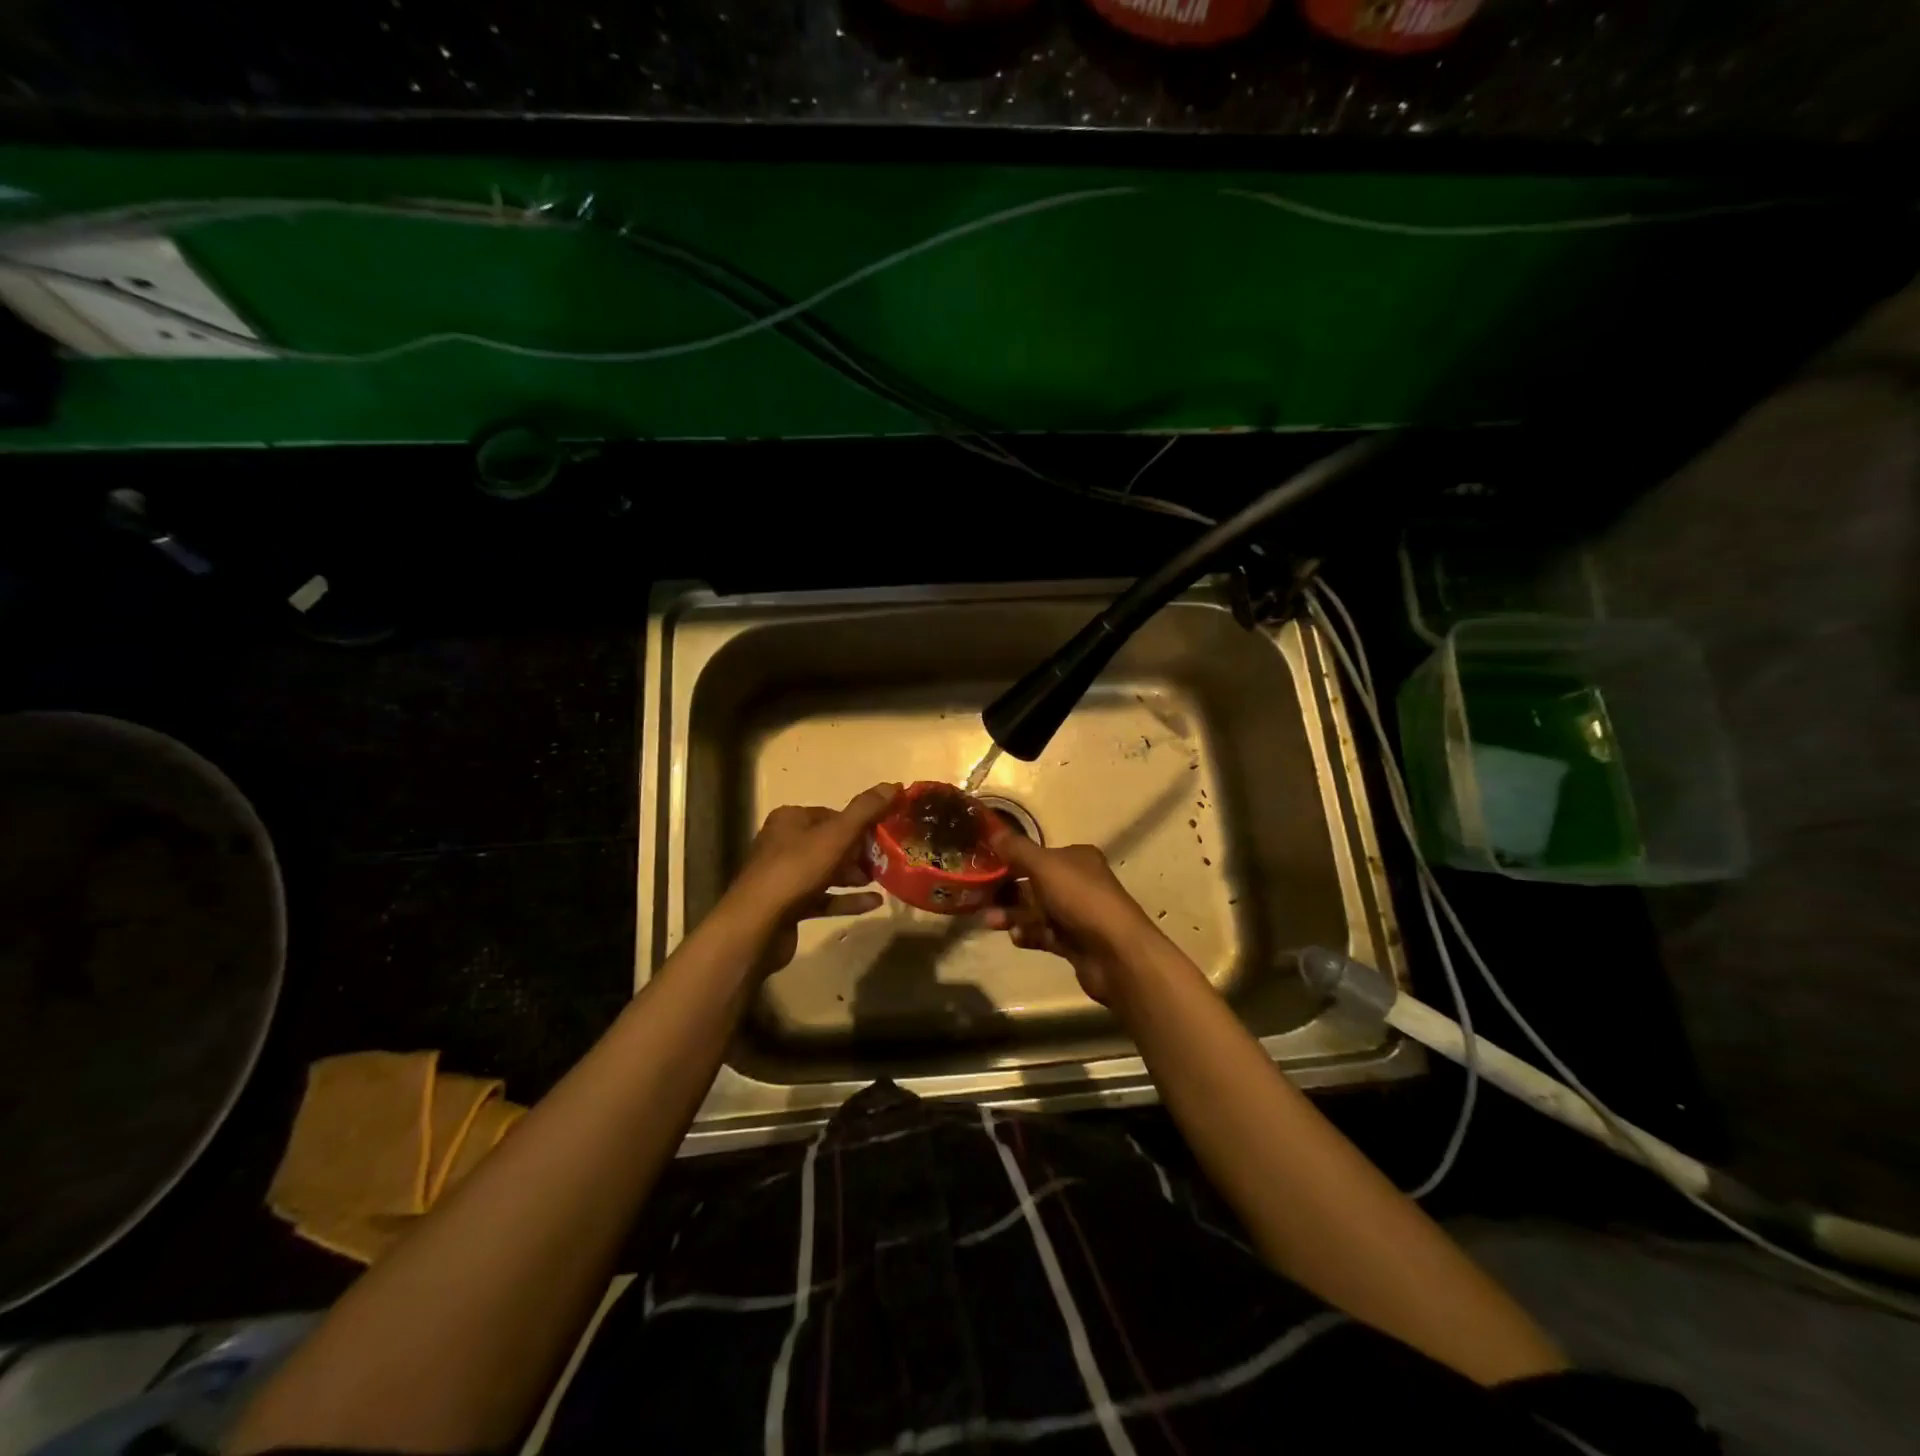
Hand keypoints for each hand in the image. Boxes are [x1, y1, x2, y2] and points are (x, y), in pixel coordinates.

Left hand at [723, 783, 900, 975]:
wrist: (757, 927)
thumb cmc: (796, 871)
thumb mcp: (836, 836)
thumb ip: (865, 810)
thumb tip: (894, 784)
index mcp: (790, 820)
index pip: (832, 815)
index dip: (860, 823)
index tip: (886, 834)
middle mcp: (784, 844)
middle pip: (831, 843)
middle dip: (860, 851)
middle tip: (887, 859)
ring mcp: (785, 877)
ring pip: (828, 871)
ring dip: (855, 875)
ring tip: (883, 879)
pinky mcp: (789, 906)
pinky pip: (824, 898)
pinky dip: (847, 899)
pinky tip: (874, 903)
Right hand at [980, 827, 1164, 1005]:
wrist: (1116, 953)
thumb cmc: (1081, 899)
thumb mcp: (1045, 866)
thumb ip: (1017, 849)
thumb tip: (991, 830)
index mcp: (1076, 858)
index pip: (1036, 854)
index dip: (1008, 858)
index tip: (980, 867)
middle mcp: (1077, 882)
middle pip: (1032, 883)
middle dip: (1004, 890)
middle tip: (976, 898)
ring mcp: (1076, 914)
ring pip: (1035, 910)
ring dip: (1011, 914)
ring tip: (990, 921)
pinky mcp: (1074, 942)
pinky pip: (1043, 934)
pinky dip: (1028, 934)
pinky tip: (1016, 937)